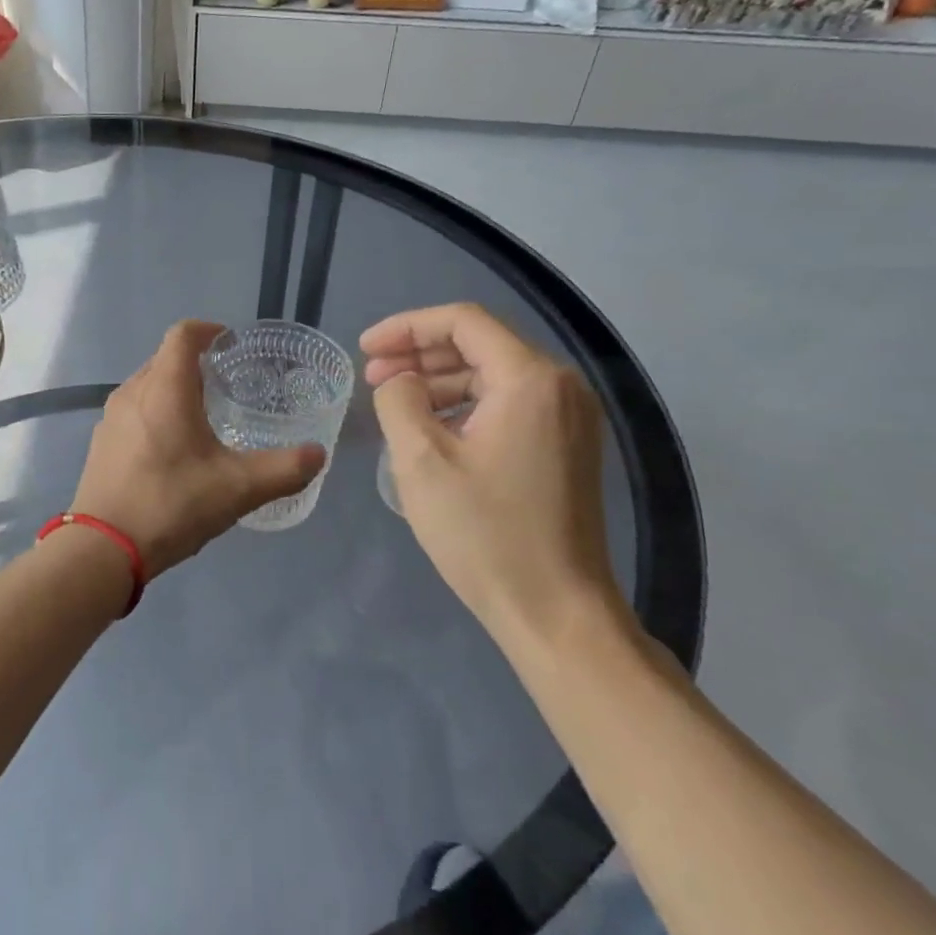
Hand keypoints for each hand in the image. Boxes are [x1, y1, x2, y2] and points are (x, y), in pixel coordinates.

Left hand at [72, 320, 325, 578]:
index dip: (209, 330)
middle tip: (228, 384)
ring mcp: (111, 418)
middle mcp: (133, 391)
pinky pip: (134, 411)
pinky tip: (173, 450)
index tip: (232, 345)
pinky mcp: (101, 443)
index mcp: (165, 388)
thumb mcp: (238, 488)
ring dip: (175, 389)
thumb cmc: (171, 504)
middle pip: (165, 358)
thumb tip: (318, 454)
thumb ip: (284, 469)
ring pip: (148, 385)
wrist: (102, 549)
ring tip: (204, 417)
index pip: (183, 334)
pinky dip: (157, 414)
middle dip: (196, 362)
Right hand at [363, 303, 627, 652]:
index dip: (407, 326)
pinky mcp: (567, 445)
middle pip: (481, 343)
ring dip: (440, 378)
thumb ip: (399, 401)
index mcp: (530, 379)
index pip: (463, 321)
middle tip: (372, 373)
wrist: (556, 612)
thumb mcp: (421, 461)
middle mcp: (560, 386)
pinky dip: (466, 403)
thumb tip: (400, 382)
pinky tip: (432, 426)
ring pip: (494, 373)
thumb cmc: (485, 534)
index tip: (365, 348)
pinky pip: (509, 403)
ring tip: (394, 399)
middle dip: (420, 352)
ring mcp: (570, 417)